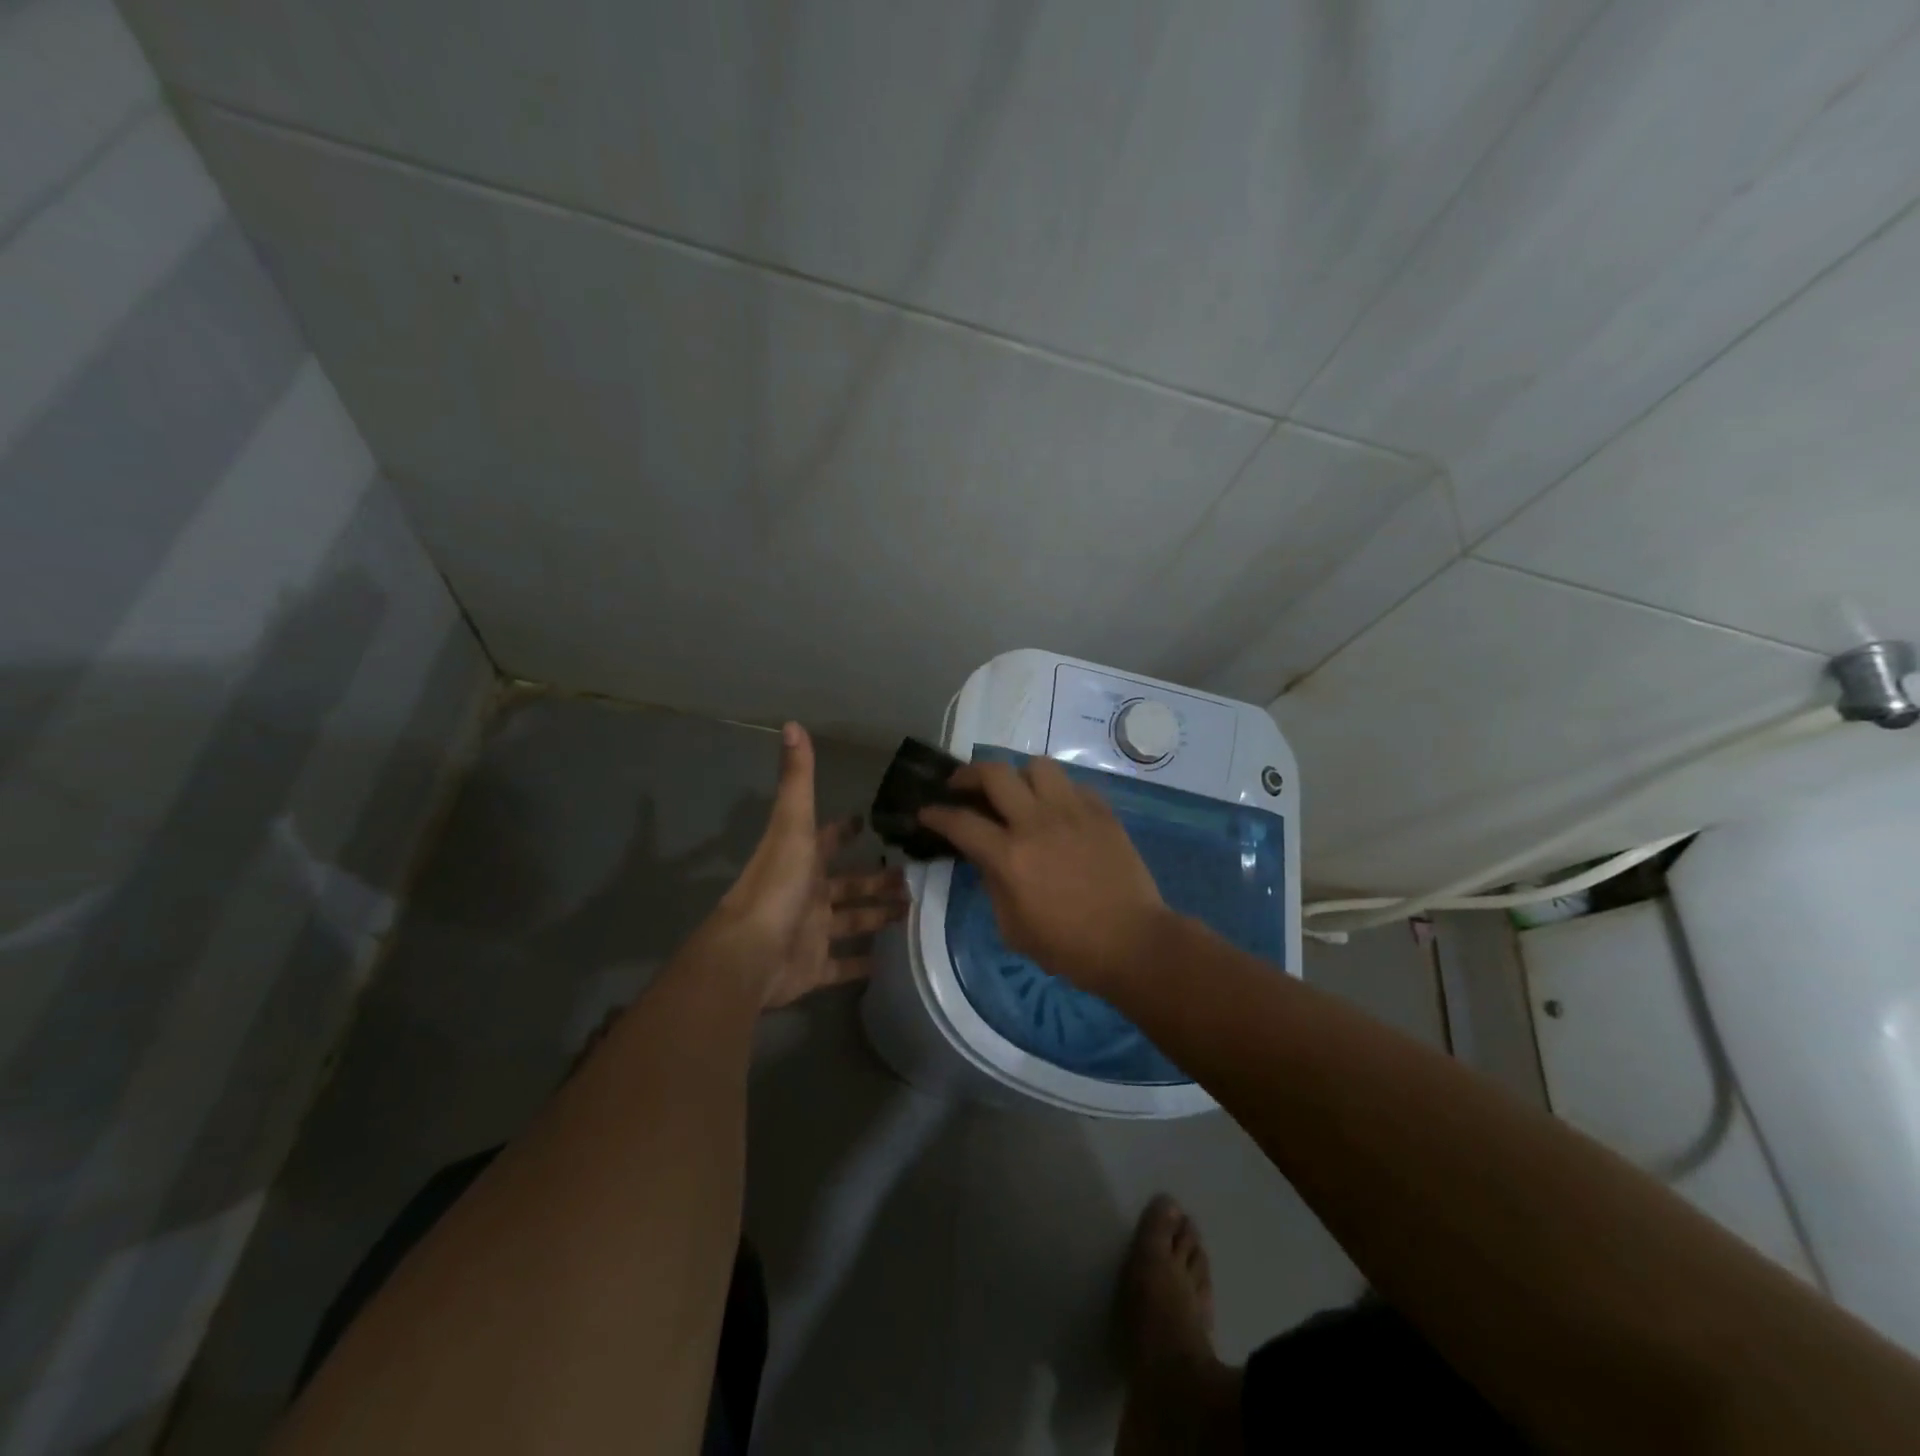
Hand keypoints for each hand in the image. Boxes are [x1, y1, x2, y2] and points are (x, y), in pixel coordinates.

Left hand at [711, 723, 908, 1008]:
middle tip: (911, 875)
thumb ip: (797, 780)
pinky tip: (887, 961)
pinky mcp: (814, 968)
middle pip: (848, 884)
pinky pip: (841, 966)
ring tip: (912, 910)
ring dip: (877, 916)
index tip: (867, 822)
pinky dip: (860, 964)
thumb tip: (792, 724)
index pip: (828, 839)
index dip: (846, 830)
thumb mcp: (793, 826)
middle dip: (876, 879)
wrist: (751, 954)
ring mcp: (810, 933)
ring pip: (851, 922)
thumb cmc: (777, 886)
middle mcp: (807, 894)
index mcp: (802, 861)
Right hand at [919, 757, 1168, 993]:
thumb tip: (987, 859)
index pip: (961, 822)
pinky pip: (1073, 785)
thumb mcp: (1013, 928)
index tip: (926, 811)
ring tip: (1017, 792)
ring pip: (1038, 766)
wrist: (1132, 942)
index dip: (936, 814)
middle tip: (963, 786)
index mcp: (1009, 856)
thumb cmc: (1068, 947)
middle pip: (995, 773)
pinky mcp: (1102, 812)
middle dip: (969, 774)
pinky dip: (1057, 792)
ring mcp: (1073, 811)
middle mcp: (1037, 822)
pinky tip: (1057, 810)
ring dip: (1019, 775)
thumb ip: (993, 886)